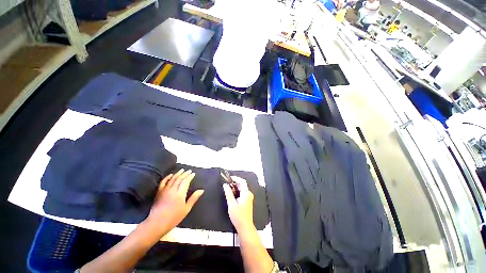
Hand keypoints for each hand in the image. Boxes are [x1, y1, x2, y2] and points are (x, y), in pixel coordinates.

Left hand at [145, 169, 203, 233]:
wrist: (157, 223)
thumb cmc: (174, 217)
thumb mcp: (186, 208)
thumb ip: (194, 198)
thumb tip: (201, 190)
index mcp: (180, 193)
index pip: (186, 181)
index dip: (190, 176)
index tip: (193, 173)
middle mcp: (173, 189)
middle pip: (180, 178)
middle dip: (185, 173)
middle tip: (189, 170)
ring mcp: (165, 190)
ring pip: (172, 179)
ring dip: (178, 173)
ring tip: (182, 170)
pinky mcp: (159, 192)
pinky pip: (163, 182)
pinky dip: (167, 177)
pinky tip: (170, 175)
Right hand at [223, 176, 254, 233]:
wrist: (245, 227)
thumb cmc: (238, 216)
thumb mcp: (231, 204)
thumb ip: (228, 193)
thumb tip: (225, 185)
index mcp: (246, 193)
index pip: (242, 181)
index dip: (236, 178)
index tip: (229, 178)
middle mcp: (249, 194)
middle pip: (242, 185)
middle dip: (234, 183)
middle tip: (227, 184)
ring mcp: (249, 197)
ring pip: (242, 189)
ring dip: (235, 188)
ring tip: (228, 189)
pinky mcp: (247, 201)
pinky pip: (242, 193)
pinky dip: (237, 192)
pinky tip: (232, 195)